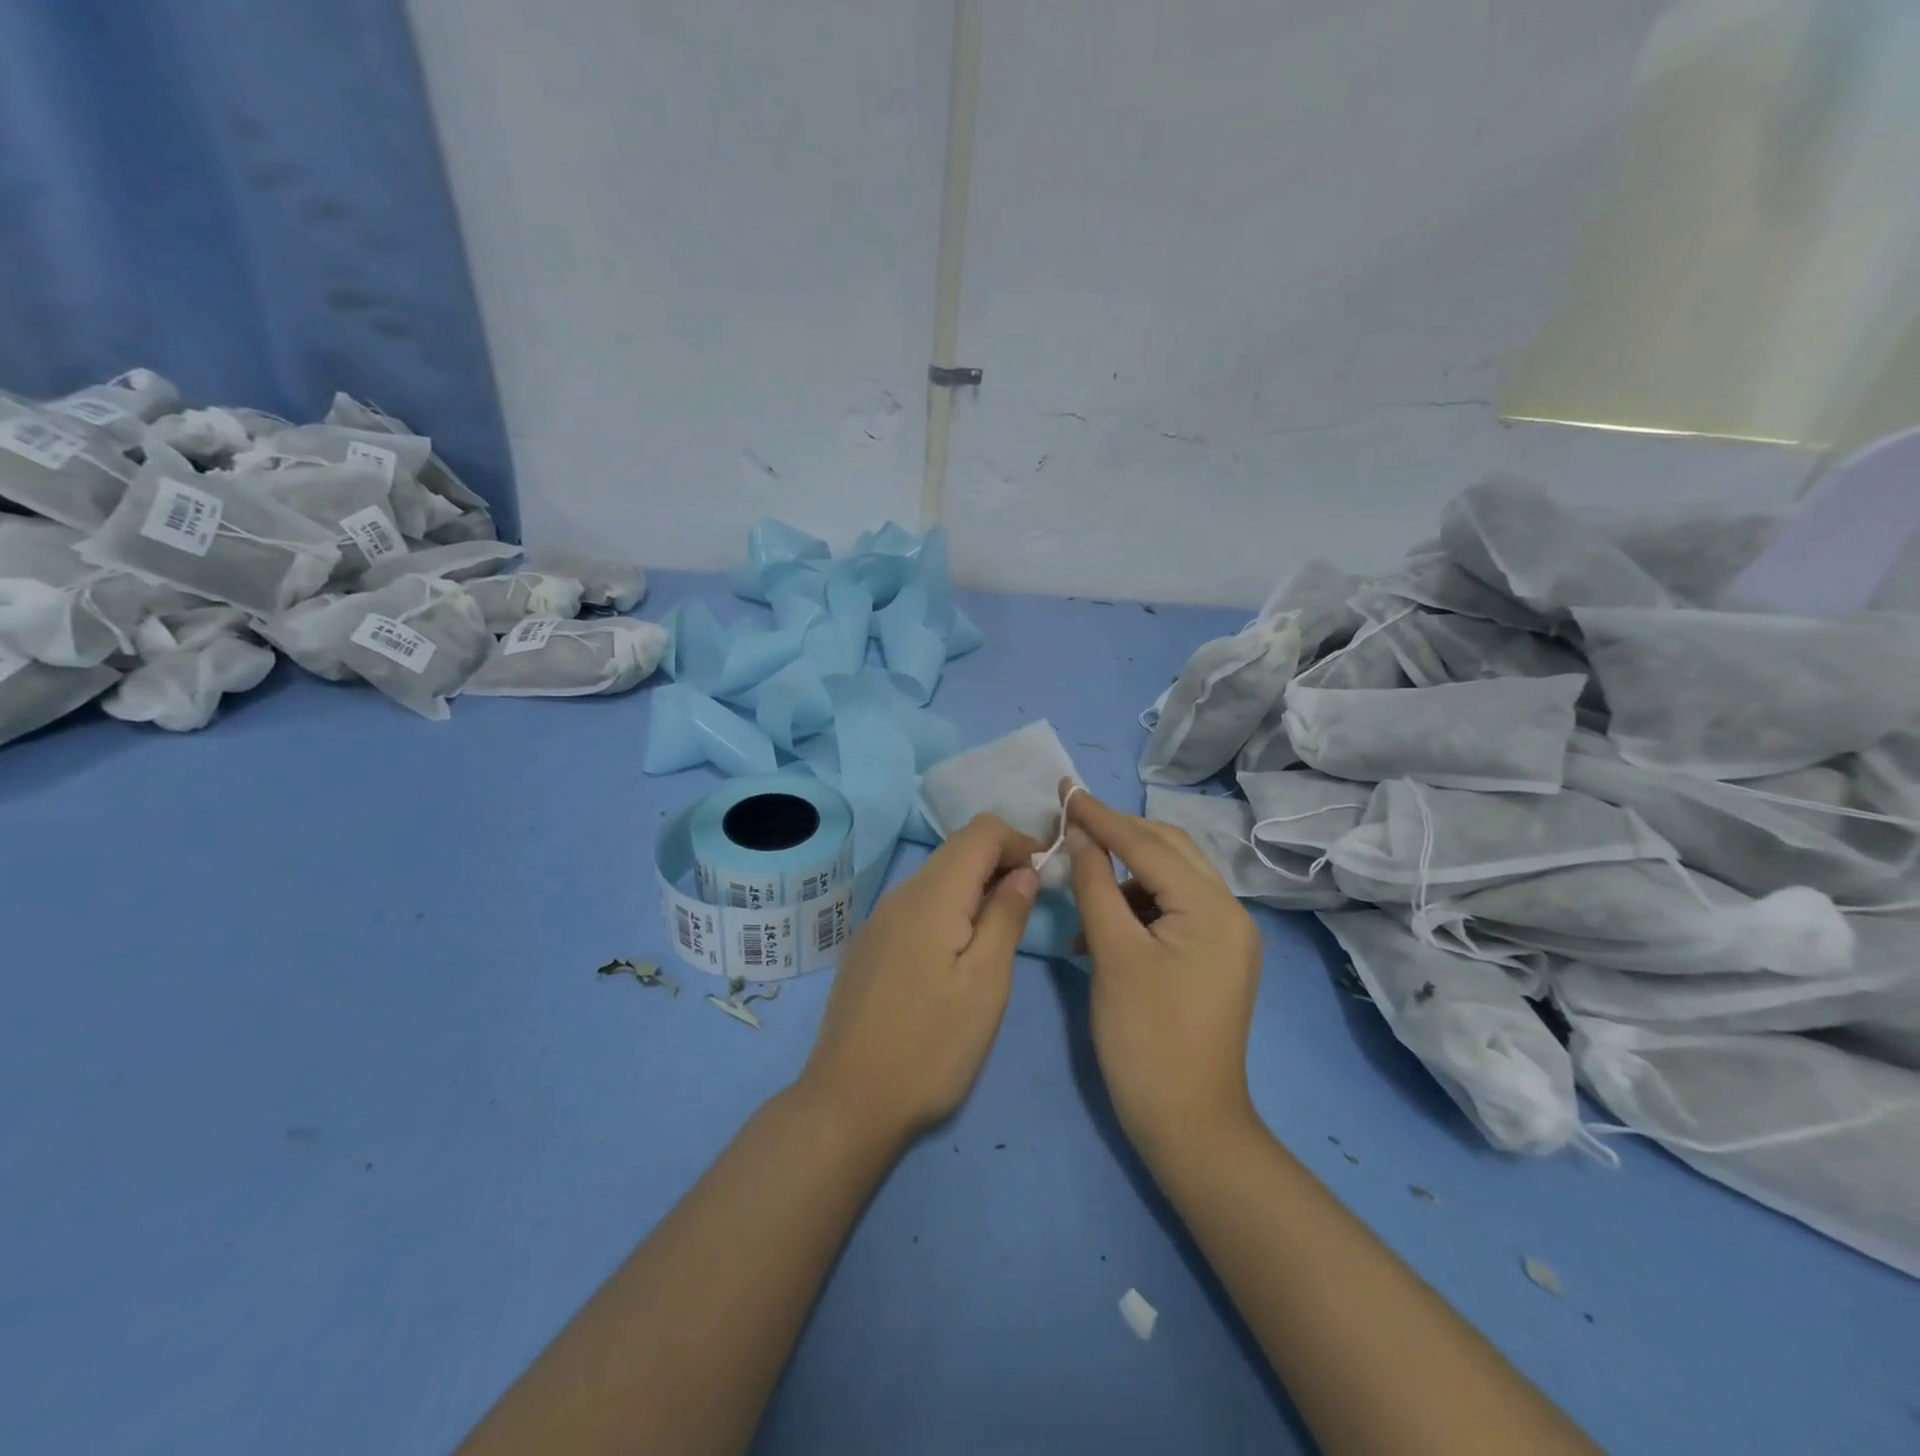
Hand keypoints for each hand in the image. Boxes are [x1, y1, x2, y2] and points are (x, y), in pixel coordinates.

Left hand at [795, 814, 1041, 1146]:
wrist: (849, 1101)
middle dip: (1000, 860)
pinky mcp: (869, 944)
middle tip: (1031, 900)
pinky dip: (949, 906)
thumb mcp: (986, 983)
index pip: (981, 831)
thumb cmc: (930, 1046)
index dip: (1019, 841)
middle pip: (957, 849)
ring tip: (1001, 926)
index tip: (1046, 875)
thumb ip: (1006, 916)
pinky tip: (958, 948)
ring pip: (936, 876)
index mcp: (931, 895)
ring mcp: (879, 919)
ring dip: (975, 885)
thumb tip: (1024, 870)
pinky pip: (917, 904)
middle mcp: (900, 894)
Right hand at [1064, 783, 1263, 1161]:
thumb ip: (1095, 884)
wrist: (1188, 1126)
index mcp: (1212, 908)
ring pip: (1169, 880)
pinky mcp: (1214, 959)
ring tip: (1080, 887)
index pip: (1148, 844)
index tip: (1065, 789)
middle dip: (1119, 834)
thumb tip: (1079, 834)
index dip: (1101, 816)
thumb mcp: (1112, 953)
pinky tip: (1099, 929)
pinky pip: (1172, 912)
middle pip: (1168, 851)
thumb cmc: (1144, 1038)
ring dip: (1124, 875)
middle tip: (1071, 822)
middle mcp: (1230, 913)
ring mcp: (1226, 937)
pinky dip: (1135, 908)